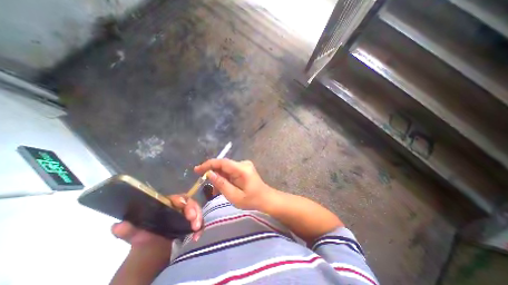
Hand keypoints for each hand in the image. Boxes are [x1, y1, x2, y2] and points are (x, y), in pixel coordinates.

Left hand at [112, 195, 203, 252]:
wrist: (152, 247)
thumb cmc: (145, 236)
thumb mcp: (136, 233)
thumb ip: (128, 230)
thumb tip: (117, 226)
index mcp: (169, 204)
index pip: (179, 198)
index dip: (183, 201)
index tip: (184, 208)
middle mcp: (180, 207)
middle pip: (191, 203)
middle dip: (194, 210)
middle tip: (194, 222)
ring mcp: (187, 214)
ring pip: (197, 211)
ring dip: (199, 219)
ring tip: (196, 230)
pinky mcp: (191, 222)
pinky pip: (199, 221)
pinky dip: (200, 227)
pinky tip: (197, 236)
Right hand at [194, 158, 275, 211]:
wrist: (266, 198)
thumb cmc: (252, 200)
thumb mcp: (234, 196)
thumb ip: (221, 184)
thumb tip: (209, 174)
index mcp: (242, 169)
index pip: (222, 162)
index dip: (208, 164)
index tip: (197, 170)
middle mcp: (243, 163)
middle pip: (223, 165)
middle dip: (213, 173)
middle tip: (205, 185)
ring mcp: (244, 165)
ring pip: (226, 168)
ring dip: (219, 177)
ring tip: (216, 190)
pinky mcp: (244, 168)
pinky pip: (230, 171)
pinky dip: (225, 178)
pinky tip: (223, 187)